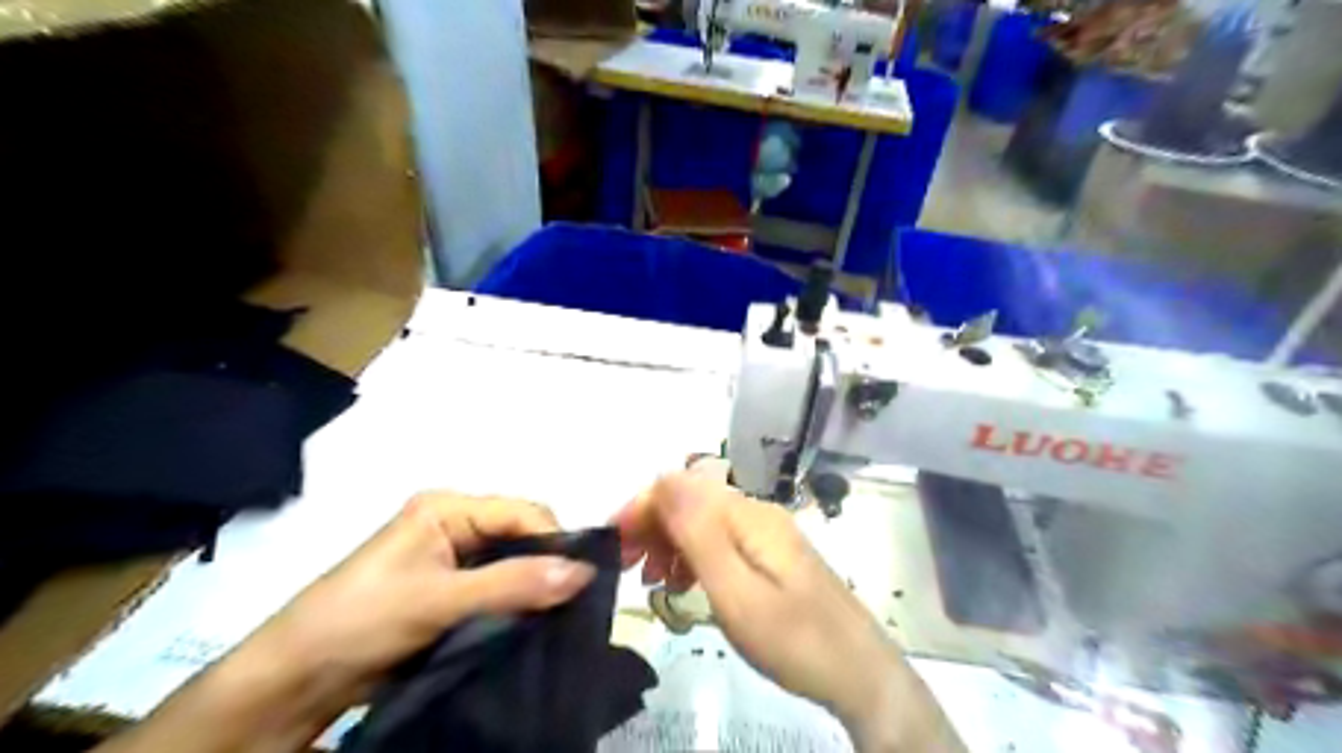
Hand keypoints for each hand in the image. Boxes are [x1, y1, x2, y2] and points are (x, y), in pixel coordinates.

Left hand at [259, 495, 594, 706]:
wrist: (294, 681)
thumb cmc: (361, 621)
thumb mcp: (439, 600)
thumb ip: (513, 584)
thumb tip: (584, 572)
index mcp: (448, 507)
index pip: (521, 512)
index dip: (555, 540)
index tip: (583, 579)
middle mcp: (455, 524)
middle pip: (521, 535)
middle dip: (548, 563)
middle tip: (575, 600)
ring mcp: (453, 559)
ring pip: (513, 563)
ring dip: (535, 586)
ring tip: (563, 613)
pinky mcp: (450, 591)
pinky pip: (499, 588)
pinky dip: (518, 603)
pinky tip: (536, 621)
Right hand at [612, 460, 970, 752]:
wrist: (860, 673)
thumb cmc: (795, 639)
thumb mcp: (737, 592)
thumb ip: (699, 534)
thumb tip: (663, 477)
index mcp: (747, 516)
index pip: (680, 488)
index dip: (642, 507)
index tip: (614, 544)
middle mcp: (757, 513)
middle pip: (692, 501)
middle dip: (653, 525)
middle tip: (628, 568)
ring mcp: (767, 533)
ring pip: (705, 521)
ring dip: (671, 542)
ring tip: (653, 582)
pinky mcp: (772, 555)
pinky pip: (722, 541)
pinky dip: (694, 556)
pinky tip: (686, 584)